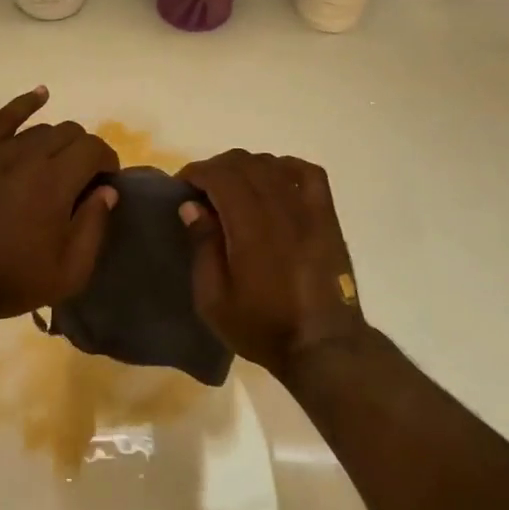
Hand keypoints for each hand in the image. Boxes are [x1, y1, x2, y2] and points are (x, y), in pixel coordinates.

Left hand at [0, 88, 119, 321]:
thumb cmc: (12, 280)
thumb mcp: (69, 271)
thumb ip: (94, 226)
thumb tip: (107, 191)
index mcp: (55, 183)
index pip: (94, 149)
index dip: (108, 162)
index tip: (107, 183)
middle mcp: (28, 157)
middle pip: (70, 133)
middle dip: (85, 152)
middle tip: (82, 180)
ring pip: (41, 129)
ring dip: (58, 142)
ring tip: (56, 166)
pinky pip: (3, 118)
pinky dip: (25, 103)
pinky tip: (41, 95)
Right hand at [176, 150, 367, 374]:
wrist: (322, 345)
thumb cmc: (262, 327)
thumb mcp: (213, 300)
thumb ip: (202, 248)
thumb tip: (191, 206)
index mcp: (250, 228)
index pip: (220, 176)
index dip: (196, 172)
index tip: (181, 187)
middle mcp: (280, 209)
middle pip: (244, 163)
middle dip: (216, 168)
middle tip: (200, 190)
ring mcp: (308, 210)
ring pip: (272, 164)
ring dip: (245, 167)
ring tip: (232, 188)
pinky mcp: (327, 217)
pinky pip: (308, 173)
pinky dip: (285, 167)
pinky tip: (273, 179)